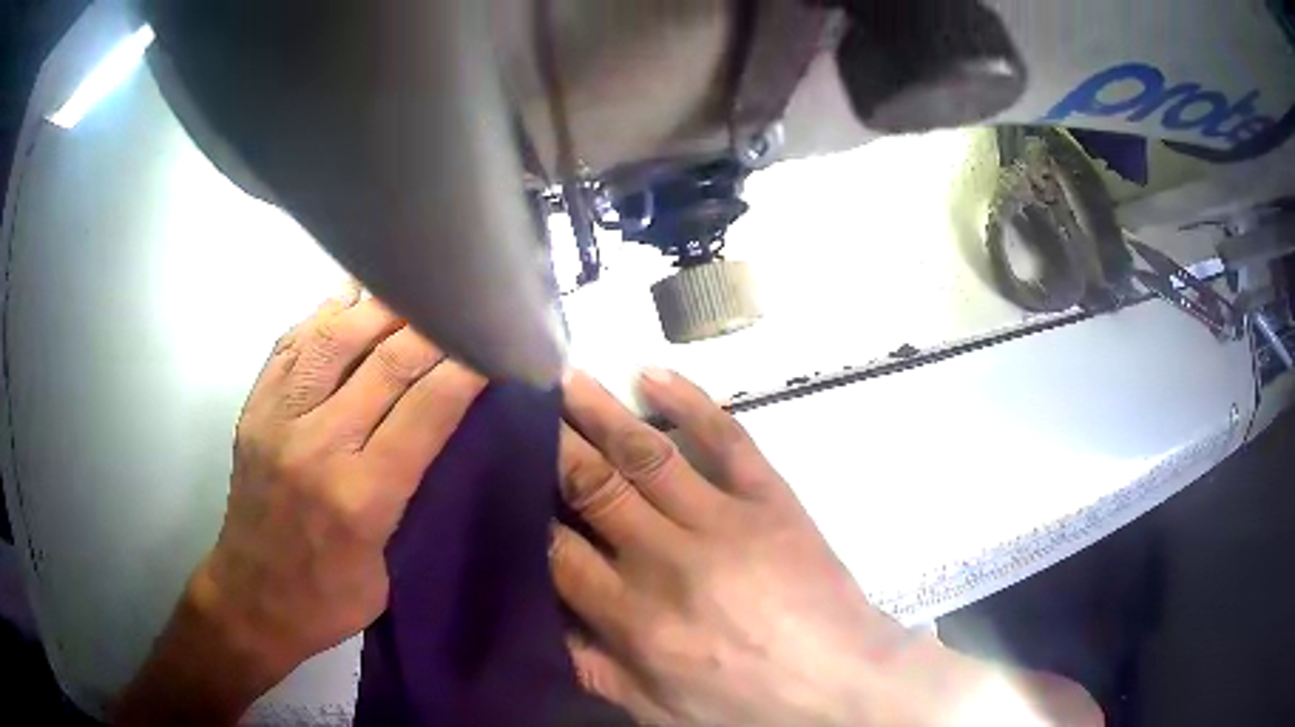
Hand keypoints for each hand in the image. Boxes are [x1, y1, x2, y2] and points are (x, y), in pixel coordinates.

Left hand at [114, 288, 485, 724]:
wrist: (252, 599)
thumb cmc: (329, 599)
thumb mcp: (389, 570)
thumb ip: (412, 497)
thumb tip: (440, 430)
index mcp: (361, 496)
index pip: (426, 408)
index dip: (467, 367)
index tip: (496, 343)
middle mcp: (317, 444)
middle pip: (386, 360)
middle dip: (434, 327)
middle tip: (464, 307)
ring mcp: (278, 418)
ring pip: (335, 335)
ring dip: (381, 307)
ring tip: (413, 291)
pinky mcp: (255, 408)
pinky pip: (293, 343)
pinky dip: (327, 315)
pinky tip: (352, 302)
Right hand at [551, 369, 1101, 725]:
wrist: (844, 685)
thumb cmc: (748, 706)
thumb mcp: (659, 710)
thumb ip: (595, 668)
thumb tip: (543, 623)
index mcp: (635, 619)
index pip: (557, 551)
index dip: (524, 512)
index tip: (504, 477)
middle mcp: (668, 561)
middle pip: (593, 487)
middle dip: (550, 443)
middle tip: (520, 402)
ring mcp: (724, 522)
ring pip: (648, 454)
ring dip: (601, 411)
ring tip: (565, 376)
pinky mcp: (772, 500)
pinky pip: (728, 439)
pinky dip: (691, 402)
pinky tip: (654, 374)